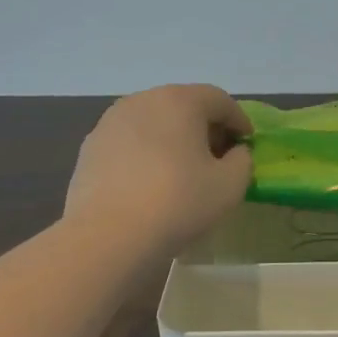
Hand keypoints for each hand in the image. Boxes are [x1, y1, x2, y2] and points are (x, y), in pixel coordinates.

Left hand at [65, 84, 253, 253]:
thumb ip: (242, 160)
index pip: (219, 100)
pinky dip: (146, 152)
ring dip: (173, 138)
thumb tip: (234, 152)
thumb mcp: (230, 185)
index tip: (247, 144)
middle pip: (184, 105)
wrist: (106, 237)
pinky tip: (150, 181)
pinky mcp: (90, 147)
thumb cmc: (177, 203)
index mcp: (180, 100)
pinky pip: (130, 141)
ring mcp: (111, 122)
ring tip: (182, 169)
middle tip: (218, 156)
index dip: (239, 120)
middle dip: (205, 127)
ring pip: (154, 121)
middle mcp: (143, 100)